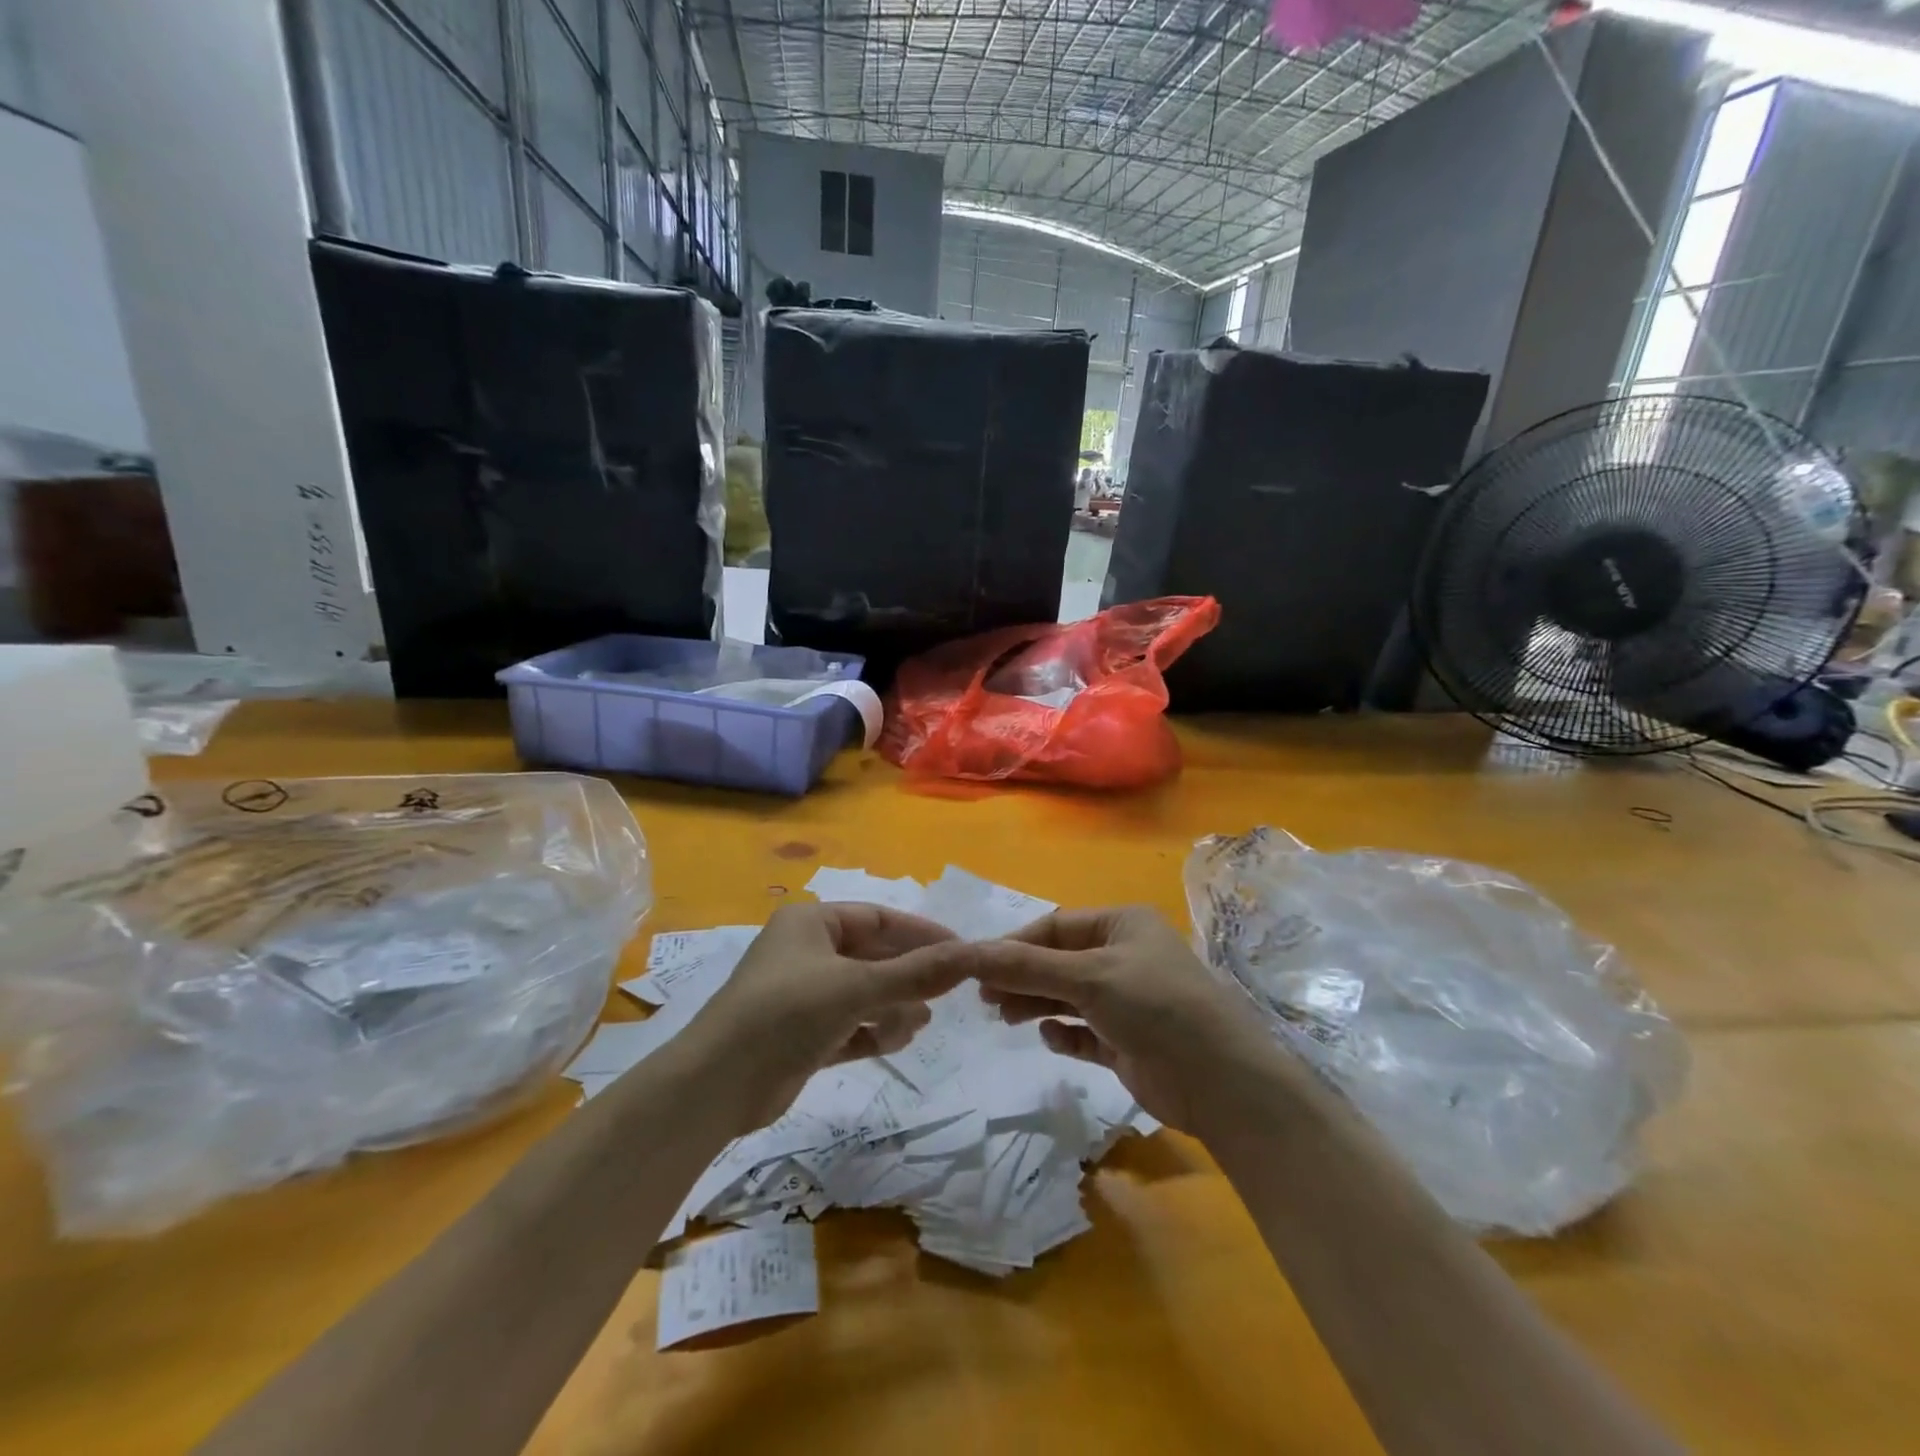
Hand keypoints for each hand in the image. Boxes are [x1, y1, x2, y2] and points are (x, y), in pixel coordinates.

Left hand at [691, 902, 974, 1132]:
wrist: (716, 1086)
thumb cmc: (786, 1013)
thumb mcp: (856, 988)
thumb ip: (916, 973)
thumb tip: (974, 954)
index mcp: (811, 923)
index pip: (878, 918)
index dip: (920, 934)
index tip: (959, 952)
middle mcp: (806, 952)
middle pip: (872, 957)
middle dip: (907, 977)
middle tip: (944, 996)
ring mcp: (801, 996)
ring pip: (862, 993)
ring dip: (892, 1007)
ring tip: (917, 1025)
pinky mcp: (800, 1036)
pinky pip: (849, 1025)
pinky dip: (872, 1030)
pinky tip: (896, 1042)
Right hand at [971, 905, 1282, 1133]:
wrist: (1221, 1082)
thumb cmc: (1155, 1007)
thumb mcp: (1088, 978)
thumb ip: (1026, 967)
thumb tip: (967, 952)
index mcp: (1123, 925)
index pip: (1055, 926)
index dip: (1015, 944)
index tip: (976, 966)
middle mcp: (1125, 957)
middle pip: (1058, 961)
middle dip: (1022, 977)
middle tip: (984, 999)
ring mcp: (1127, 1001)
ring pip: (1068, 996)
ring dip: (1037, 1004)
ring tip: (1005, 1019)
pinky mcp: (1127, 1042)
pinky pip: (1084, 1032)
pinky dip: (1064, 1034)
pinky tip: (1050, 1039)